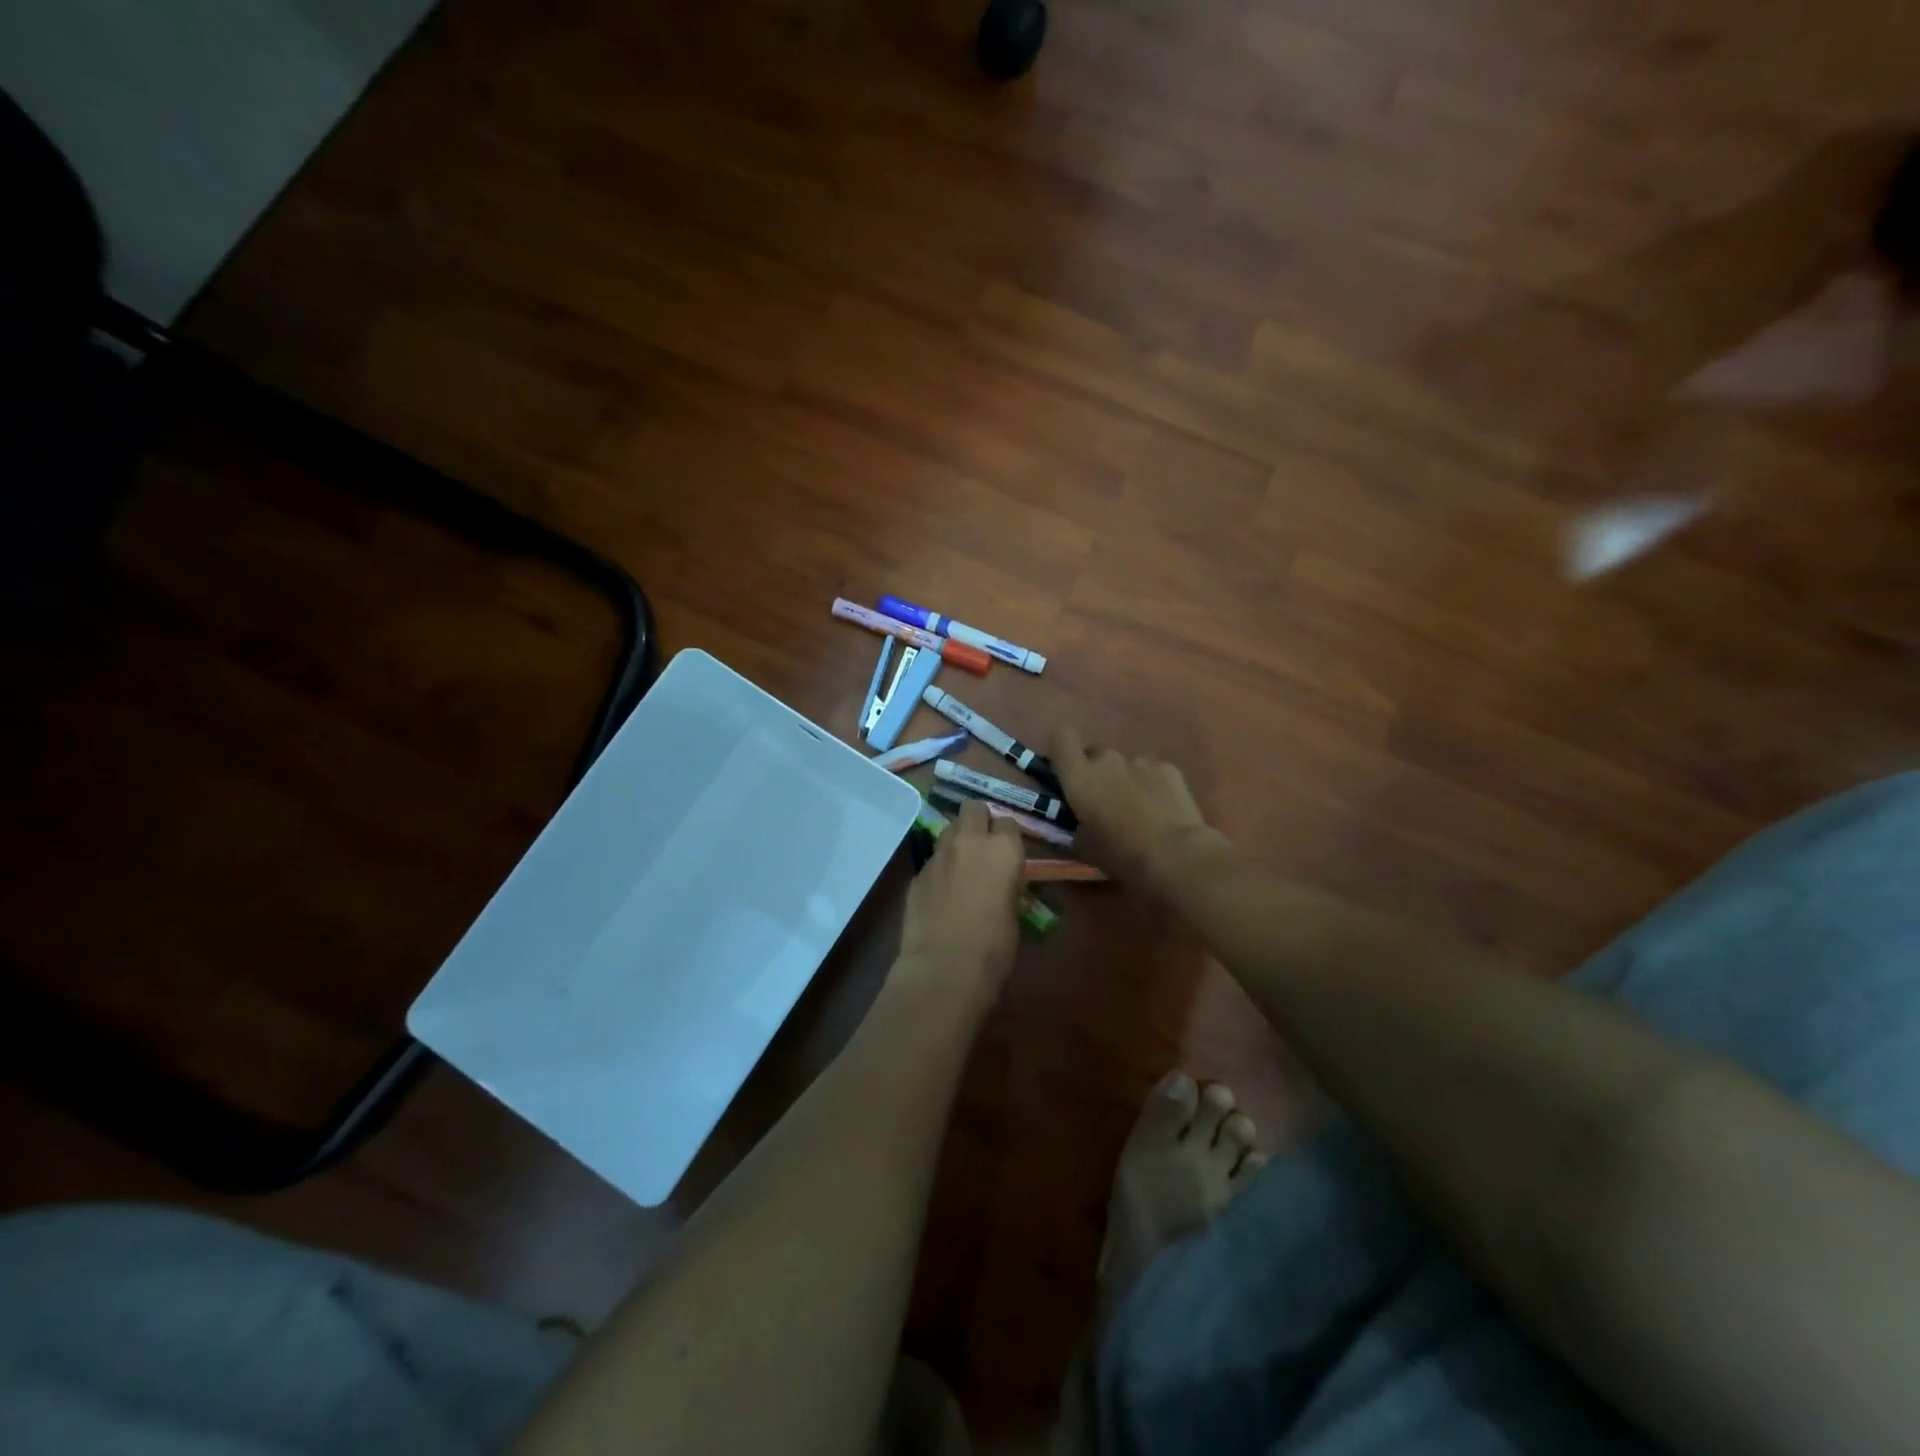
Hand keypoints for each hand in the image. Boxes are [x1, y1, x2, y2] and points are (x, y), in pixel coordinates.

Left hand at [894, 799, 1025, 1002]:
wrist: (944, 967)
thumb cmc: (994, 946)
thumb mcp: (1014, 911)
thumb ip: (1006, 884)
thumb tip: (999, 882)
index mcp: (1003, 849)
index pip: (1008, 823)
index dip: (1007, 838)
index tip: (1008, 854)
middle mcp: (970, 841)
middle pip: (973, 808)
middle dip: (978, 820)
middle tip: (982, 845)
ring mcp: (938, 854)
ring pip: (948, 830)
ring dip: (956, 841)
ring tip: (960, 867)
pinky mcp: (916, 873)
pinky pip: (932, 860)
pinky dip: (939, 869)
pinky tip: (941, 893)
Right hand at [1049, 727, 1225, 896]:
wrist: (1174, 854)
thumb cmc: (1120, 853)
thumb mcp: (1084, 847)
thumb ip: (1076, 826)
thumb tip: (1081, 823)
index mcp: (1079, 777)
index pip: (1061, 739)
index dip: (1061, 749)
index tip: (1064, 768)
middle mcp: (1107, 760)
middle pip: (1095, 753)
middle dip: (1096, 771)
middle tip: (1103, 799)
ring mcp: (1140, 761)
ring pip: (1125, 764)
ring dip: (1126, 780)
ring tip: (1138, 809)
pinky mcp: (1169, 769)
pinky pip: (1153, 772)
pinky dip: (1153, 786)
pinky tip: (1162, 810)